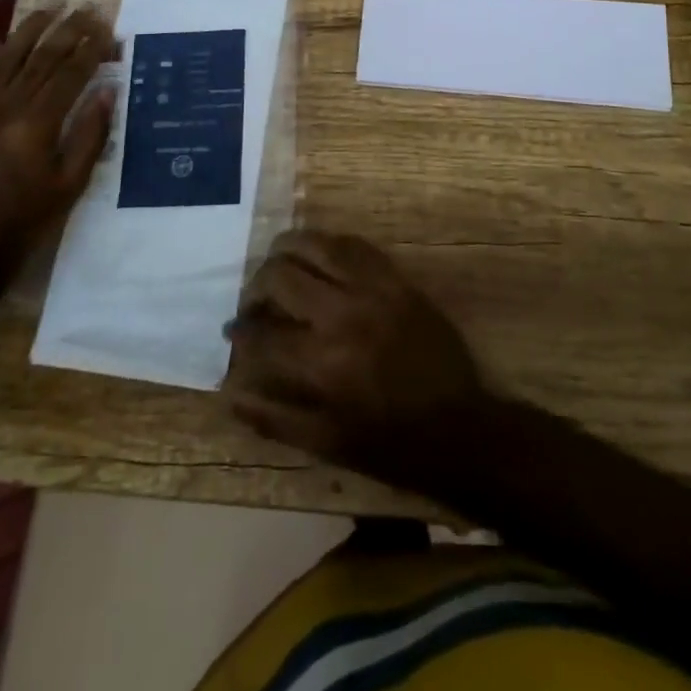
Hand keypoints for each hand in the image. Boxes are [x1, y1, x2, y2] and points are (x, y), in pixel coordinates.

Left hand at [0, 6, 116, 284]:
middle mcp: (4, 106)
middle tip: (86, 9)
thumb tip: (107, 92)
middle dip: (67, 30)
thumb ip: (90, 135)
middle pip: (41, 57)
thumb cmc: (24, 222)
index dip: (90, 48)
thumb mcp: (70, 185)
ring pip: (5, 57)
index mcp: (37, 123)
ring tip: (49, 11)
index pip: (70, 73)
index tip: (106, 28)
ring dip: (28, 31)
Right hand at [224, 230, 490, 490]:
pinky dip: (329, 245)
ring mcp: (373, 290)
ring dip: (288, 251)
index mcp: (322, 363)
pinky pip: (355, 245)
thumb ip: (274, 418)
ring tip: (279, 265)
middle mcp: (343, 315)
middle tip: (255, 302)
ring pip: (316, 245)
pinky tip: (319, 257)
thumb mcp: (327, 444)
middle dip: (256, 287)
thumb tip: (230, 392)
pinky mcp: (397, 279)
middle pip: (281, 276)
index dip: (240, 334)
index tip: (234, 333)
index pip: (262, 334)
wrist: (460, 428)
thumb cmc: (390, 445)